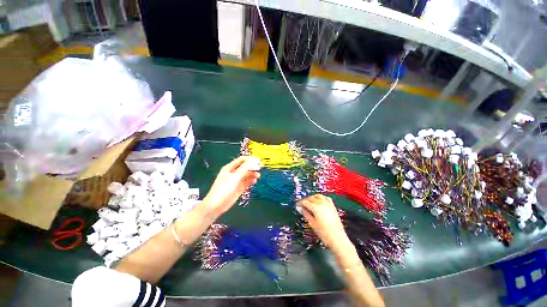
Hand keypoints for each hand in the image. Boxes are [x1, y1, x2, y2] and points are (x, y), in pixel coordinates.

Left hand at [202, 156, 260, 215]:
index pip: (242, 160)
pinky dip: (251, 180)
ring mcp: (236, 180)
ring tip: (258, 176)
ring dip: (252, 174)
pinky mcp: (239, 188)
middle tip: (261, 167)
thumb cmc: (224, 188)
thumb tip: (253, 160)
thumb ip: (244, 168)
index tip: (259, 160)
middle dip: (252, 166)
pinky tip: (254, 181)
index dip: (250, 159)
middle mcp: (234, 173)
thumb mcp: (235, 177)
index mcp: (230, 168)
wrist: (216, 205)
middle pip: (245, 167)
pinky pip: (246, 182)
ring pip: (247, 174)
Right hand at [298, 195, 347, 247]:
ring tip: (310, 201)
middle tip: (302, 204)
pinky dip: (322, 197)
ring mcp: (328, 204)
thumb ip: (306, 214)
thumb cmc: (323, 232)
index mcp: (315, 208)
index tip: (297, 204)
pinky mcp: (332, 206)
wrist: (337, 237)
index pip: (305, 202)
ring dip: (313, 197)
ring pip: (318, 196)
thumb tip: (301, 208)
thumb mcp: (312, 223)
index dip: (300, 202)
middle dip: (306, 200)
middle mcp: (321, 203)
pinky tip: (320, 200)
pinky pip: (326, 198)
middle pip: (311, 198)